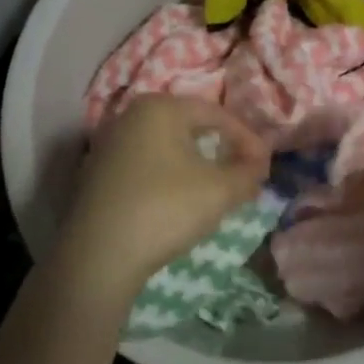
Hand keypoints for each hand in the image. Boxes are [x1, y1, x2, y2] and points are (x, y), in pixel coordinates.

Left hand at [54, 96, 271, 305]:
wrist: (98, 256)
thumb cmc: (164, 208)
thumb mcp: (219, 191)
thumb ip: (248, 173)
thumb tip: (259, 166)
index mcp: (159, 107)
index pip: (216, 115)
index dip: (247, 139)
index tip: (266, 167)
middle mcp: (130, 116)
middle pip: (190, 127)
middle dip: (222, 150)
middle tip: (244, 174)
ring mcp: (109, 145)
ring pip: (167, 148)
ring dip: (196, 165)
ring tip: (216, 190)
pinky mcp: (97, 174)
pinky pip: (146, 166)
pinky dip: (170, 178)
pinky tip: (179, 203)